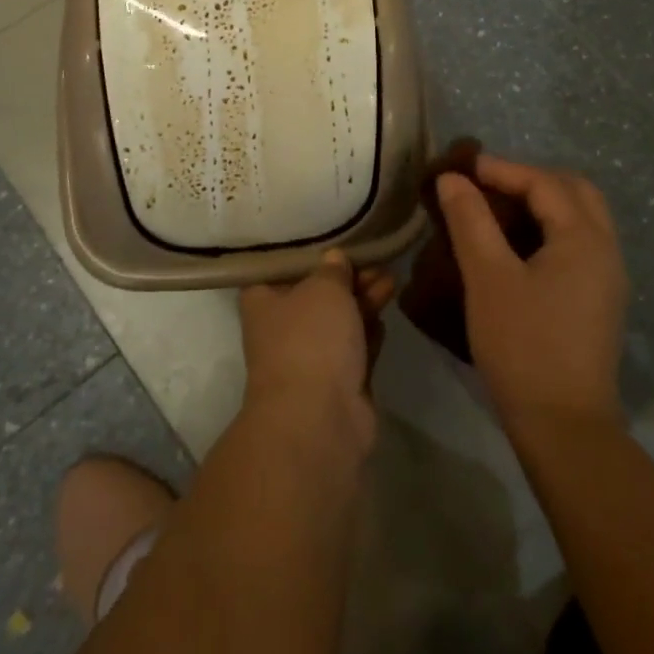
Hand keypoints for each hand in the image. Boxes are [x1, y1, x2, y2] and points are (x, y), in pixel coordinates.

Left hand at [239, 250, 396, 452]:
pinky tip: (385, 314)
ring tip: (391, 280)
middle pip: (317, 293)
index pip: (282, 267)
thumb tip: (335, 258)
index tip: (335, 235)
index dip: (309, 251)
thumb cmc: (310, 339)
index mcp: (263, 300)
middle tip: (377, 261)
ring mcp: (310, 358)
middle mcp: (282, 327)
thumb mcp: (324, 288)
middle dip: (348, 277)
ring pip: (340, 320)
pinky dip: (369, 332)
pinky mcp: (338, 382)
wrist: (320, 419)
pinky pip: (355, 348)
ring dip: (364, 300)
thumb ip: (333, 269)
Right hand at [436, 155, 628, 435]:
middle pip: (574, 191)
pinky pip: (577, 244)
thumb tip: (453, 179)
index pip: (544, 182)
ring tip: (496, 209)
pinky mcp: (598, 301)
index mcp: (584, 238)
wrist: (563, 427)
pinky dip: (548, 228)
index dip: (502, 169)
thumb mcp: (488, 278)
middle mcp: (605, 250)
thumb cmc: (523, 345)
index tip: (462, 169)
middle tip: (487, 184)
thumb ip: (470, 221)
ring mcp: (607, 278)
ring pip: (580, 218)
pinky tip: (516, 246)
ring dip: (541, 203)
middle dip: (530, 178)